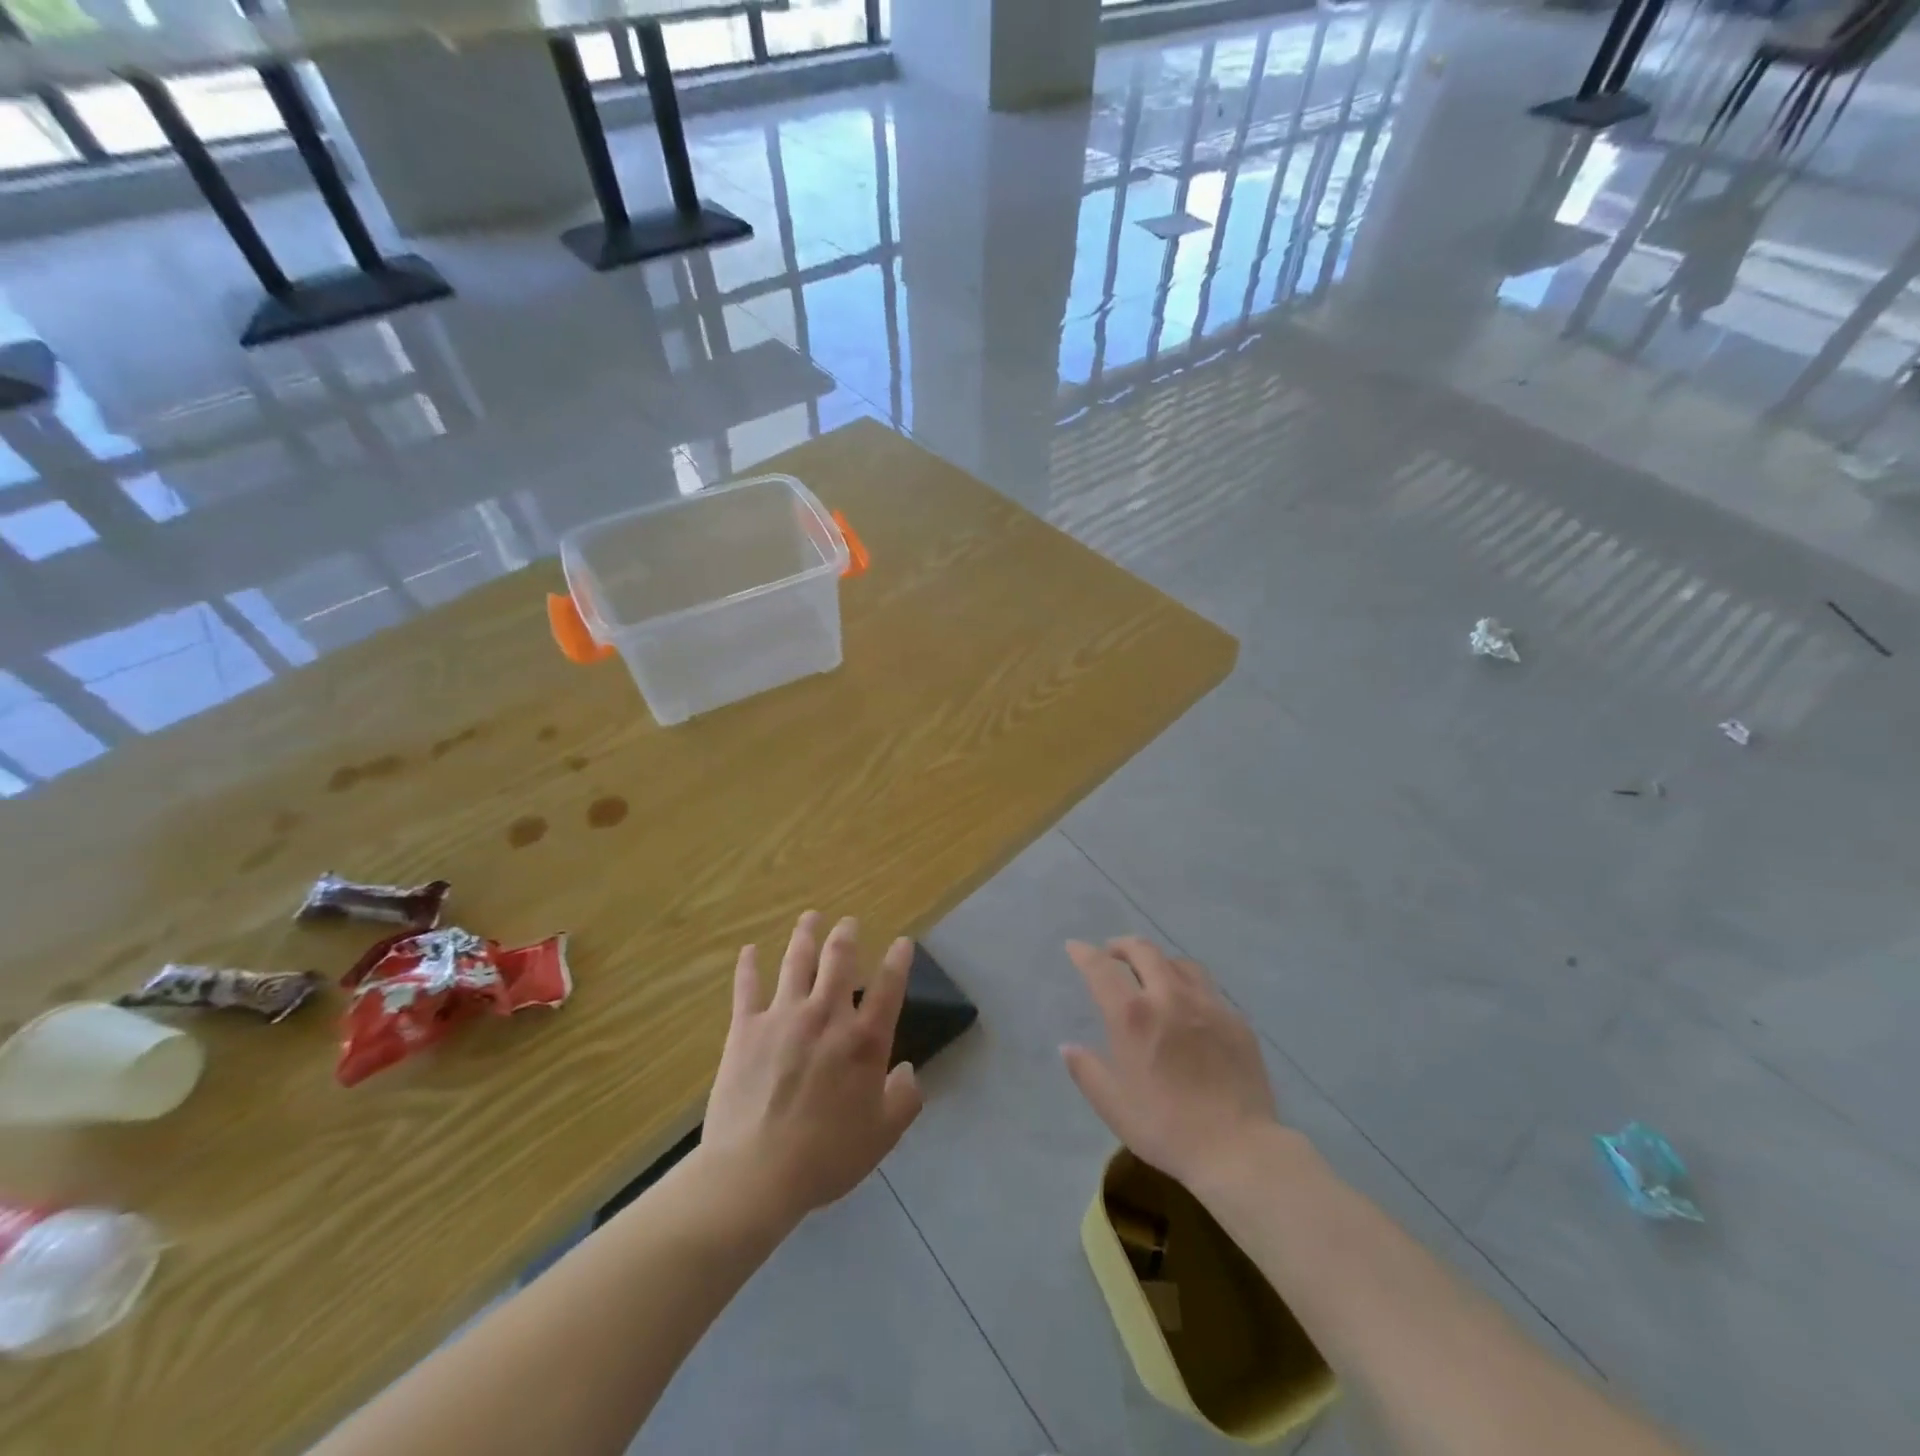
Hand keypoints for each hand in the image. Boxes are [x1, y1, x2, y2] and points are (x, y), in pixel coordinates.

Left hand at [704, 912, 922, 1221]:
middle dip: (847, 935)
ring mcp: (783, 1017)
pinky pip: (747, 988)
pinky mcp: (746, 1029)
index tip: (903, 942)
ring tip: (810, 917)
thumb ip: (904, 1098)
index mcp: (863, 1040)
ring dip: (805, 935)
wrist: (755, 1173)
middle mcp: (826, 1016)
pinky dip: (748, 966)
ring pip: (797, 962)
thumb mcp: (882, 1135)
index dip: (899, 960)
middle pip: (839, 960)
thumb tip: (907, 1070)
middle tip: (849, 922)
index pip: (889, 987)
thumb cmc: (826, 1156)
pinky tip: (749, 950)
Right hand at [1061, 937, 1280, 1190]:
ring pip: (1178, 962)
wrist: (1239, 1149)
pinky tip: (1189, 1007)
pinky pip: (1207, 988)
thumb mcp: (1113, 1106)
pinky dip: (1188, 986)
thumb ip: (1086, 1071)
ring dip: (1158, 961)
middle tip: (1112, 955)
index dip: (1084, 953)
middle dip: (1122, 946)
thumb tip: (1068, 1047)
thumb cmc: (1166, 1129)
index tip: (1075, 947)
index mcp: (1133, 1015)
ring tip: (1152, 975)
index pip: (1102, 968)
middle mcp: (1169, 997)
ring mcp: (1207, 1004)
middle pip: (1143, 950)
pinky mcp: (1235, 1019)